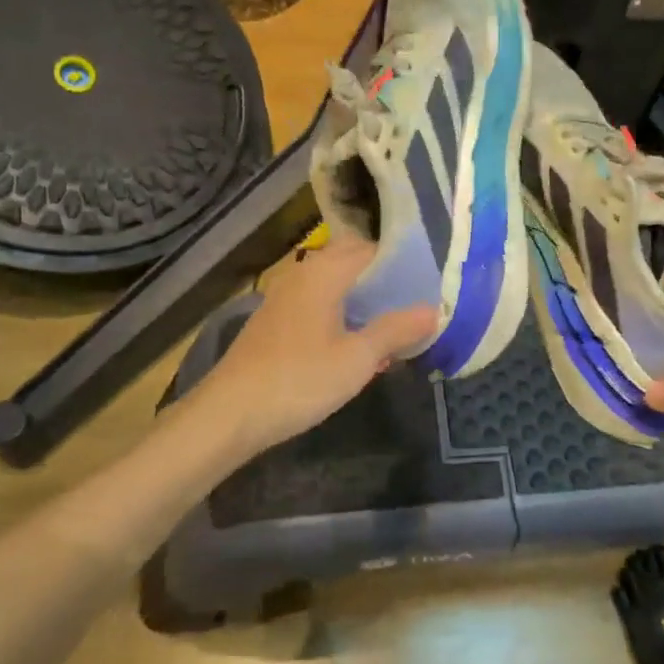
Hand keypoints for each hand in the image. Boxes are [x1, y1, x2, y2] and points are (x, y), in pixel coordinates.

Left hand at [191, 235, 437, 455]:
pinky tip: (357, 344)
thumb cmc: (299, 380)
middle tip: (416, 302)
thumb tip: (434, 309)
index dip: (403, 262)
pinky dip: (342, 314)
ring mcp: (285, 298)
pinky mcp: (276, 322)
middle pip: (351, 262)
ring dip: (363, 300)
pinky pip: (319, 304)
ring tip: (394, 324)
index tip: (431, 280)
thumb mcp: (358, 359)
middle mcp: (302, 275)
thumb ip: (396, 330)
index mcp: (324, 272)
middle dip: (384, 280)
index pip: (372, 249)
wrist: (229, 414)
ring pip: (334, 285)